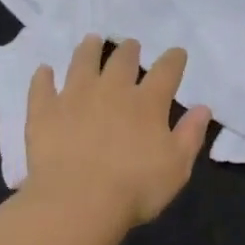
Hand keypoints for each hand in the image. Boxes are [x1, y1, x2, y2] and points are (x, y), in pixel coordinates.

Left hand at [24, 37, 211, 228]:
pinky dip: (43, 77)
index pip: (166, 71)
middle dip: (130, 50)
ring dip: (88, 49)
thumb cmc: (135, 188)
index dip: (174, 59)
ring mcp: (74, 97)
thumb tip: (203, 108)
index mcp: (147, 103)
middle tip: (131, 45)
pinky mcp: (44, 112)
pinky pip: (42, 87)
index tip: (177, 53)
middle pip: (122, 60)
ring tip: (91, 40)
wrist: (78, 203)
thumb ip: (190, 135)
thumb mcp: (177, 167)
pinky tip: (44, 71)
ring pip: (82, 63)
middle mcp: (111, 90)